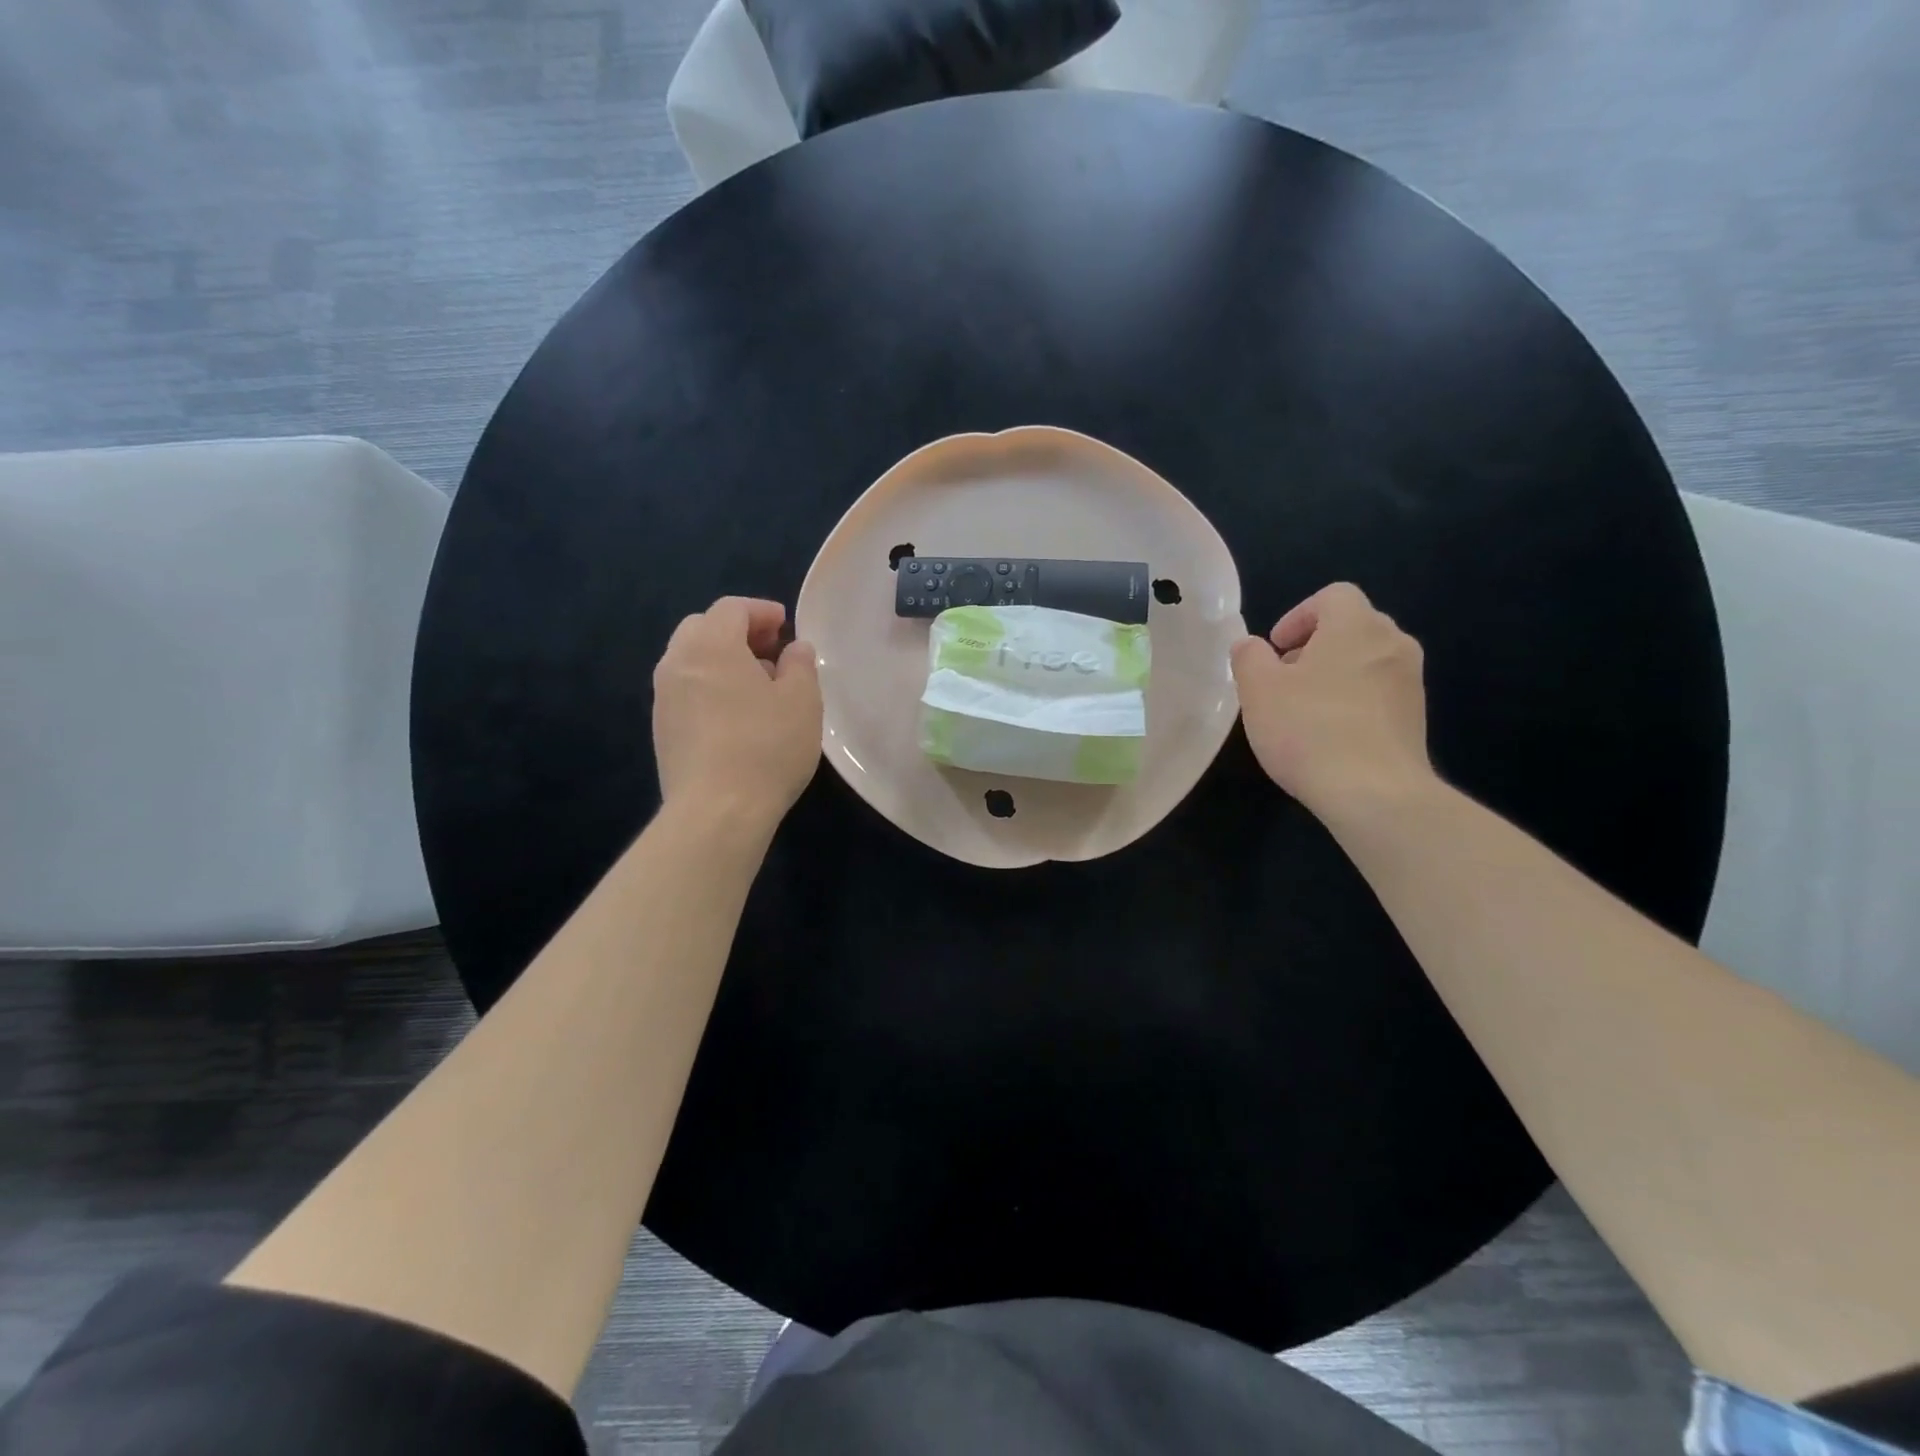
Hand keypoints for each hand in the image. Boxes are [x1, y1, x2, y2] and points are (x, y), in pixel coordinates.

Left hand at [653, 597, 821, 825]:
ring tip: (756, 685)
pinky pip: (685, 690)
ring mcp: (663, 698)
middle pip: (702, 628)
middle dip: (737, 631)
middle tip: (770, 650)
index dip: (760, 611)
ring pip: (690, 660)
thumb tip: (794, 649)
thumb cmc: (766, 747)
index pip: (731, 608)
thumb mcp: (802, 701)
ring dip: (721, 660)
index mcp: (711, 645)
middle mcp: (677, 663)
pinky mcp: (661, 730)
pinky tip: (735, 714)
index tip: (785, 624)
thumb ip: (800, 665)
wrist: (716, 811)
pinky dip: (709, 686)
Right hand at [1230, 582, 1436, 820]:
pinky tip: (1328, 735)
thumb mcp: (1257, 690)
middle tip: (1282, 679)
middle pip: (1352, 627)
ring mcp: (1410, 682)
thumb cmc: (1309, 729)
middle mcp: (1393, 644)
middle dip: (1314, 646)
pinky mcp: (1416, 718)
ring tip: (1302, 710)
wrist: (1374, 793)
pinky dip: (1353, 701)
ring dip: (1333, 675)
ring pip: (1366, 661)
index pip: (1332, 596)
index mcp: (1356, 626)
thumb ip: (1248, 657)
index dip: (1298, 616)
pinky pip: (1378, 693)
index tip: (1275, 649)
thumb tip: (1251, 645)